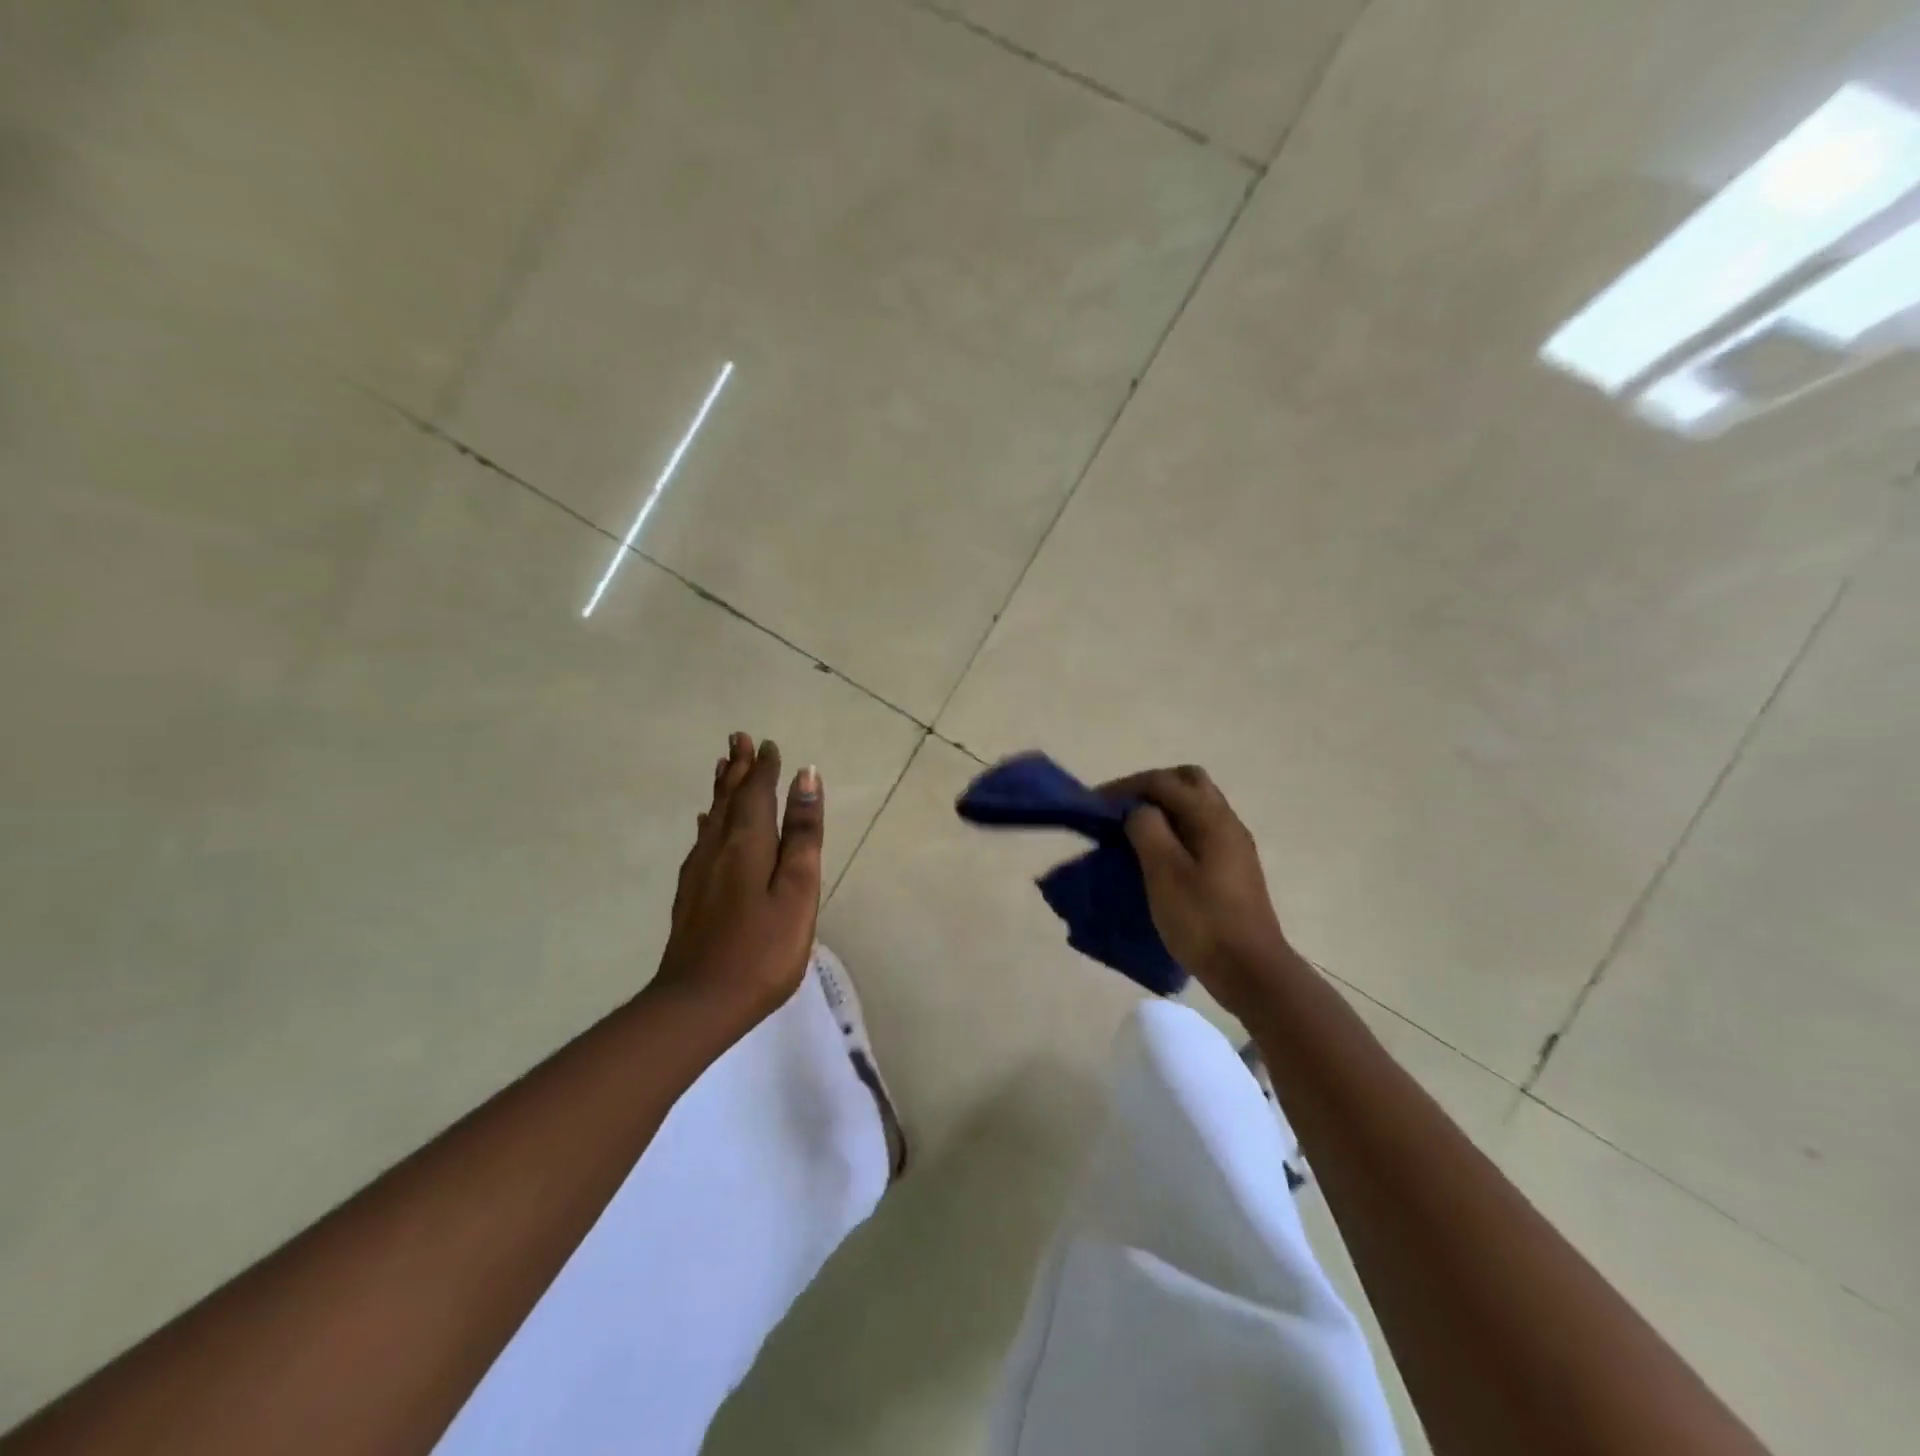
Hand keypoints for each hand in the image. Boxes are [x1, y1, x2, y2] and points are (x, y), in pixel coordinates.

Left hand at [654, 733, 823, 1027]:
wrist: (698, 1003)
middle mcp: (719, 848)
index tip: (769, 744)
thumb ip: (802, 834)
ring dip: (721, 789)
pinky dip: (708, 822)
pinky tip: (705, 825)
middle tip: (738, 739)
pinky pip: (701, 841)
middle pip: (729, 799)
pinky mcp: (690, 895)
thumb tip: (806, 777)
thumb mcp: (797, 891)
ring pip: (712, 817)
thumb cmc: (763, 949)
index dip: (765, 768)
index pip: (757, 794)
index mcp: (748, 844)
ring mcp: (699, 873)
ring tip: (724, 767)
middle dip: (738, 769)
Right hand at [1099, 765, 1293, 1020]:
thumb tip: (1138, 810)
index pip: (1164, 781)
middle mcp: (1226, 823)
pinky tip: (1156, 855)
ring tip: (1132, 831)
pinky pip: (1199, 831)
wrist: (1250, 971)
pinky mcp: (1231, 868)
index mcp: (1211, 818)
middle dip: (1151, 788)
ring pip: (1195, 807)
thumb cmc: (1203, 921)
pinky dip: (1174, 830)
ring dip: (1163, 809)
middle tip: (1121, 809)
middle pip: (1187, 782)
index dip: (1126, 786)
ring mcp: (1233, 846)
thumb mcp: (1164, 872)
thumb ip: (1147, 830)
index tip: (1096, 803)